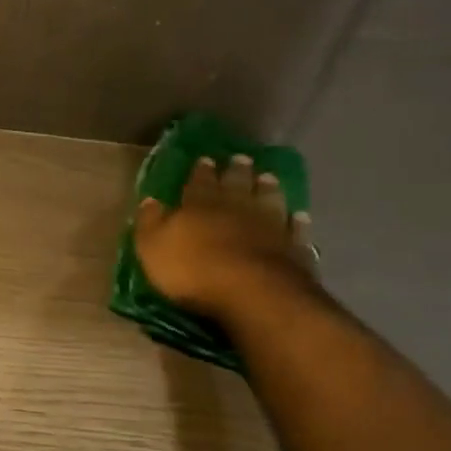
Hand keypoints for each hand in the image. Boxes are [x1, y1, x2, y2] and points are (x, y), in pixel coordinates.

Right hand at [132, 153, 316, 319]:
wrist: (251, 292)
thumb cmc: (192, 270)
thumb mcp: (153, 247)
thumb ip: (151, 222)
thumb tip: (150, 200)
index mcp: (199, 205)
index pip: (198, 182)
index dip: (200, 171)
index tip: (205, 158)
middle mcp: (236, 208)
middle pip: (237, 185)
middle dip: (237, 171)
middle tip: (241, 158)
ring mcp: (269, 226)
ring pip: (269, 200)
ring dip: (268, 188)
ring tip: (268, 177)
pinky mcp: (293, 249)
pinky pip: (296, 230)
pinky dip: (297, 222)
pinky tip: (300, 215)